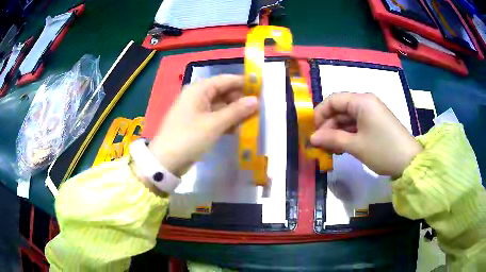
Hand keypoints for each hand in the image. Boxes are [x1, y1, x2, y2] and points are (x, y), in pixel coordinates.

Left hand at [148, 75, 258, 175]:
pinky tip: (237, 130)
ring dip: (234, 113)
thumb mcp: (215, 124)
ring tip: (251, 121)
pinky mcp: (196, 123)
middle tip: (258, 110)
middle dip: (240, 100)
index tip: (261, 90)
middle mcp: (197, 96)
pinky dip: (226, 121)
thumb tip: (256, 100)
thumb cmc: (189, 137)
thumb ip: (236, 111)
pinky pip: (215, 117)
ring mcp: (196, 110)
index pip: (226, 80)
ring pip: (220, 106)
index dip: (244, 83)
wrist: (166, 161)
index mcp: (199, 89)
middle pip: (224, 92)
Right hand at [310, 92, 421, 177]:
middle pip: (340, 109)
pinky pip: (357, 125)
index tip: (313, 132)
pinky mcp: (376, 123)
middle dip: (328, 127)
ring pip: (348, 118)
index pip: (333, 100)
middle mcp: (366, 102)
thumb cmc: (382, 150)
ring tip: (331, 150)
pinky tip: (343, 148)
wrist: (409, 162)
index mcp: (361, 101)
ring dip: (338, 133)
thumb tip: (312, 138)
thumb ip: (332, 139)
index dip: (320, 114)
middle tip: (321, 146)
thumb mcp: (355, 145)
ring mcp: (372, 113)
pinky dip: (348, 135)